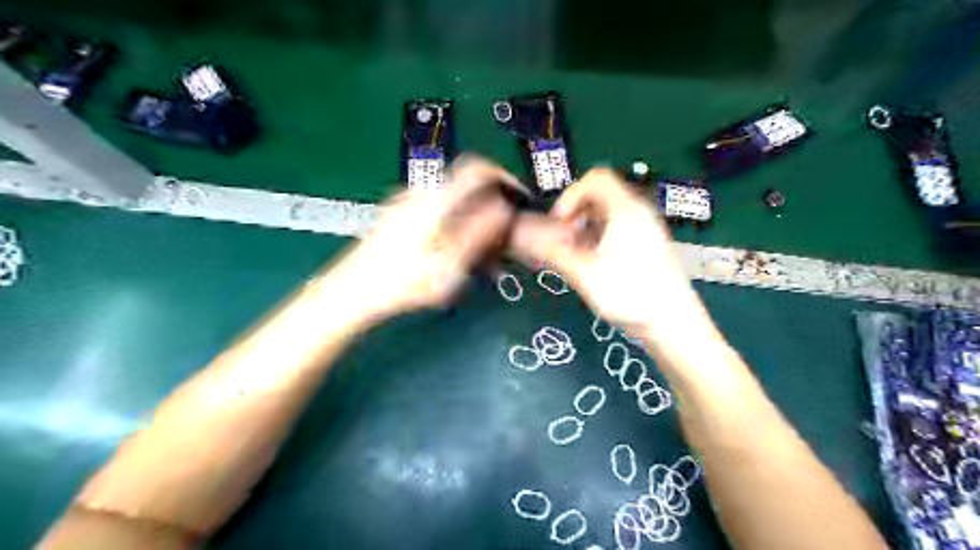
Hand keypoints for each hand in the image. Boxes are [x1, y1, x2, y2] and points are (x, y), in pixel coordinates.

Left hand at [323, 156, 523, 324]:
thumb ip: (480, 232)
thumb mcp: (449, 262)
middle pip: (466, 187)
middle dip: (489, 208)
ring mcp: (407, 204)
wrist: (350, 291)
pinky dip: (455, 228)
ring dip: (473, 223)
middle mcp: (421, 193)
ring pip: (452, 203)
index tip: (518, 197)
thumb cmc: (403, 280)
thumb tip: (504, 207)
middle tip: (501, 238)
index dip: (502, 176)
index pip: (477, 168)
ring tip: (481, 256)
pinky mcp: (399, 217)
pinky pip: (438, 214)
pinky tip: (456, 257)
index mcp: (435, 198)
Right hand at [514, 169, 712, 346]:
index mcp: (625, 209)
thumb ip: (552, 251)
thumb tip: (521, 235)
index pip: (595, 179)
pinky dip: (600, 238)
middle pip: (601, 195)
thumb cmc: (629, 294)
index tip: (559, 225)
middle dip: (575, 214)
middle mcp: (639, 212)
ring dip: (586, 228)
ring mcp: (648, 229)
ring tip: (576, 257)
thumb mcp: (584, 273)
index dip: (570, 196)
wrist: (674, 324)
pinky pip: (620, 229)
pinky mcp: (651, 246)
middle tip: (564, 242)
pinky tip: (595, 265)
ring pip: (609, 214)